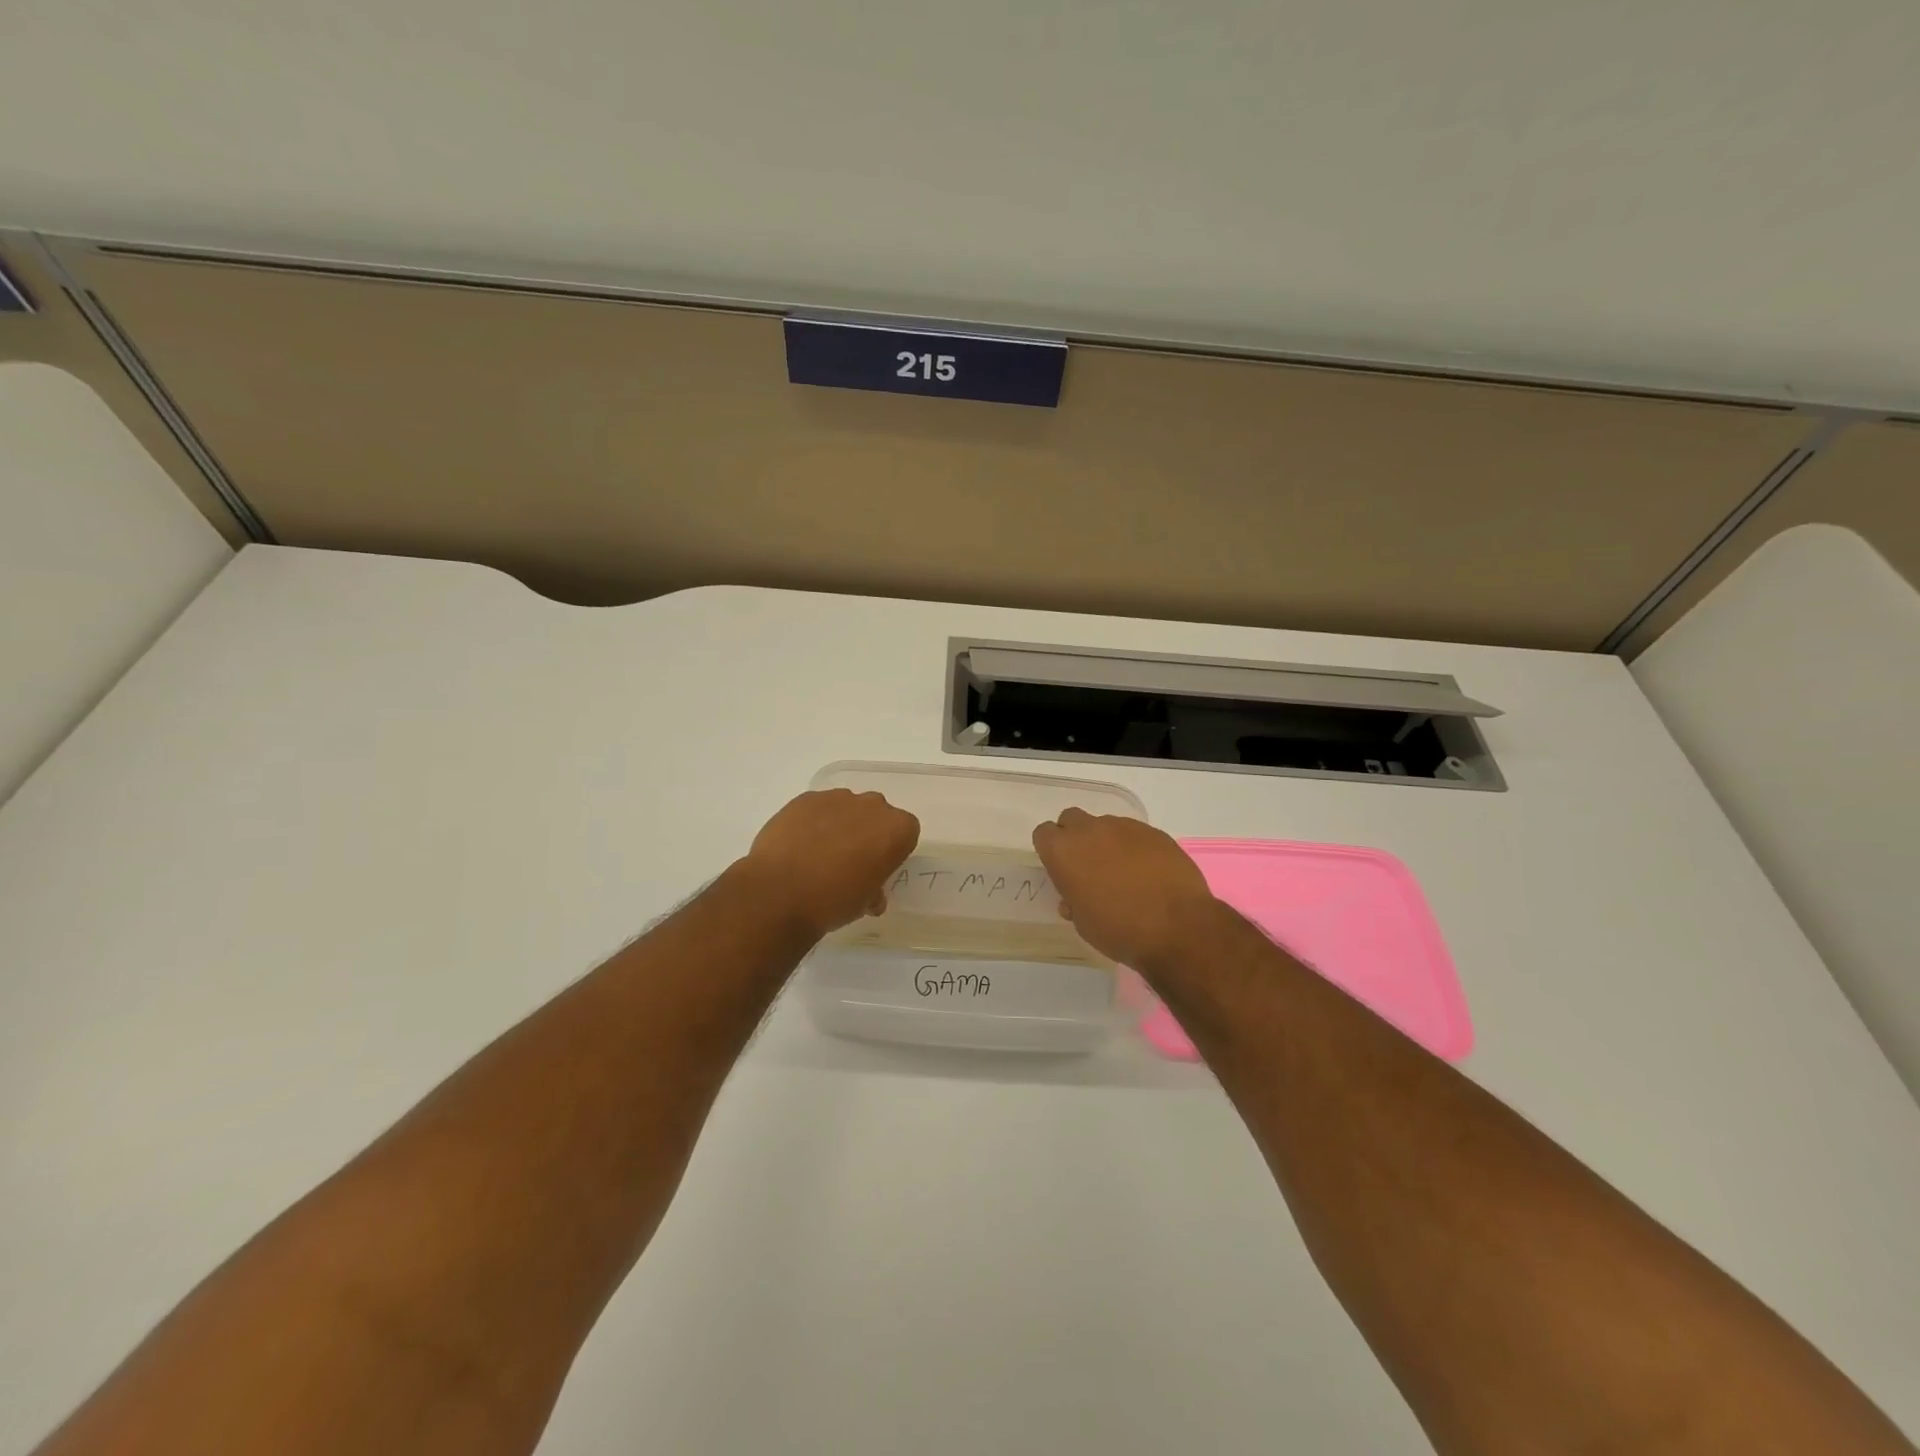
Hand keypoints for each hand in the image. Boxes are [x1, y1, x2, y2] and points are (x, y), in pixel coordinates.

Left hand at [740, 789, 920, 938]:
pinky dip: (812, 822)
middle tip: (849, 861)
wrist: (780, 892)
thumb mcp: (864, 904)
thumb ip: (874, 890)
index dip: (892, 850)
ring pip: (846, 808)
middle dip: (867, 832)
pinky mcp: (805, 798)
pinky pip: (817, 808)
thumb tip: (870, 894)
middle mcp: (872, 806)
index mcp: (896, 829)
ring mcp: (837, 798)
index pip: (906, 832)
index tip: (877, 868)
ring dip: (839, 825)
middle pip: (877, 814)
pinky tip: (798, 846)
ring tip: (818, 854)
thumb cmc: (834, 901)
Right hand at [1032, 809, 1217, 969]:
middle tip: (1087, 866)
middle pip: (1071, 819)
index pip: (1043, 834)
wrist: (1177, 928)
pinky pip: (1134, 833)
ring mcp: (1124, 827)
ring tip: (1123, 872)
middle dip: (1075, 837)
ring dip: (1106, 842)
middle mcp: (1090, 830)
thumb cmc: (1119, 930)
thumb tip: (1076, 895)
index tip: (1061, 869)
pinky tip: (1147, 872)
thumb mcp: (1083, 923)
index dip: (1051, 850)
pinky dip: (1134, 847)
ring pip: (1105, 825)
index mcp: (1064, 852)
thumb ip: (1073, 900)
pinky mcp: (1154, 832)